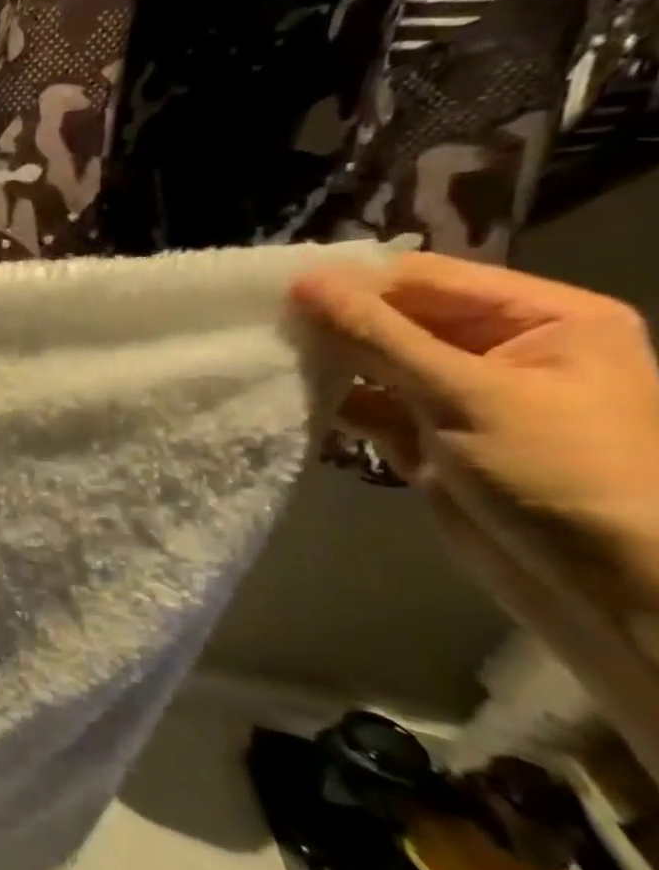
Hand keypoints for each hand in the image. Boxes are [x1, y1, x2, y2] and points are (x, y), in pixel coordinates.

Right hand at [292, 253, 658, 627]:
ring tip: (268, 357)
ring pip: (376, 361)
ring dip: (327, 363)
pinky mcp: (429, 435)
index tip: (278, 290)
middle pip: (397, 317)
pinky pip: (370, 403)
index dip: (354, 282)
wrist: (606, 590)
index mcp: (544, 318)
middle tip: (263, 324)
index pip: (426, 279)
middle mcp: (502, 347)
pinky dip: (333, 401)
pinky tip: (288, 395)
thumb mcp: (466, 394)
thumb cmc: (558, 473)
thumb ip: (378, 335)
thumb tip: (303, 281)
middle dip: (335, 324)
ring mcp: (462, 394)